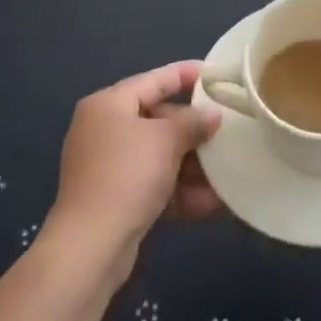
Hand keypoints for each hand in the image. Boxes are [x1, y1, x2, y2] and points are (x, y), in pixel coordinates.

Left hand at [47, 62, 222, 264]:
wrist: (91, 247)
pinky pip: (155, 185)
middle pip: (158, 120)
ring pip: (159, 156)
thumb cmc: (127, 174)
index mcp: (109, 104)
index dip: (185, 74)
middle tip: (227, 130)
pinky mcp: (116, 200)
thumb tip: (213, 115)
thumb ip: (192, 122)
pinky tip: (214, 201)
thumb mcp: (165, 140)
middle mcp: (105, 130)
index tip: (215, 73)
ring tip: (229, 169)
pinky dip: (181, 190)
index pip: (154, 80)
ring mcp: (109, 167)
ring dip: (193, 165)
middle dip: (194, 130)